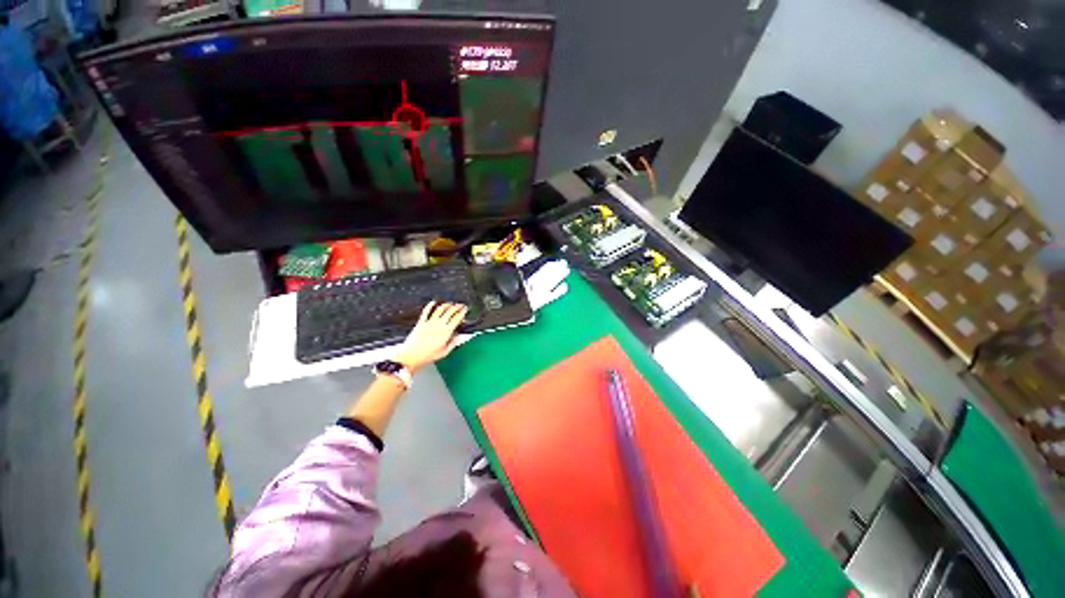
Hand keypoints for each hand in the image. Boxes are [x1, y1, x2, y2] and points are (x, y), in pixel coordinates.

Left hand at [394, 302, 467, 373]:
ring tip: (450, 304)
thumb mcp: (444, 352)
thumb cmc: (427, 356)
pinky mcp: (421, 323)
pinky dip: (430, 305)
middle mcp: (439, 325)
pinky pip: (426, 311)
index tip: (465, 310)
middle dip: (457, 307)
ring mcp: (429, 322)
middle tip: (460, 305)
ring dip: (446, 305)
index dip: (462, 312)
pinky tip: (433, 302)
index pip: (457, 318)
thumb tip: (458, 338)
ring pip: (440, 309)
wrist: (411, 356)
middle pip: (450, 311)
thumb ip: (453, 343)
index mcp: (446, 332)